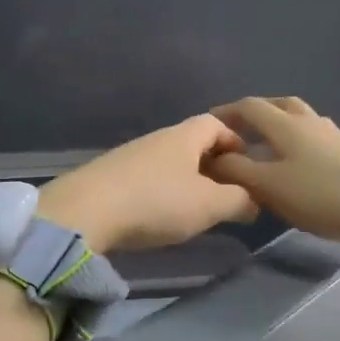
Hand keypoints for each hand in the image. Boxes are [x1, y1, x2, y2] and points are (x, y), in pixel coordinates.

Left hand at [37, 115, 259, 252]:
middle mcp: (156, 138)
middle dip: (213, 166)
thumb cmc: (156, 202)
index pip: (217, 124)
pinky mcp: (110, 177)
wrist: (85, 212)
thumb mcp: (209, 205)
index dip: (236, 142)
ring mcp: (129, 156)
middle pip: (193, 144)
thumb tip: (254, 201)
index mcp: (184, 135)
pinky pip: (147, 179)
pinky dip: (161, 192)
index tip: (248, 168)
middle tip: (227, 195)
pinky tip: (160, 216)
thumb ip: (239, 201)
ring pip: (169, 163)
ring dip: (186, 181)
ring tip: (196, 210)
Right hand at [206, 97, 339, 263]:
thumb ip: (237, 171)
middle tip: (236, 132)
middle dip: (253, 114)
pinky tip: (295, 165)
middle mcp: (309, 122)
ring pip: (299, 120)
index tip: (207, 126)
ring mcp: (333, 136)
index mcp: (286, 125)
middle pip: (278, 105)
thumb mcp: (271, 187)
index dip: (225, 113)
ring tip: (264, 148)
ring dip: (277, 127)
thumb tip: (214, 159)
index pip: (249, 107)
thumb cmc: (324, 195)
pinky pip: (313, 138)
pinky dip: (295, 143)